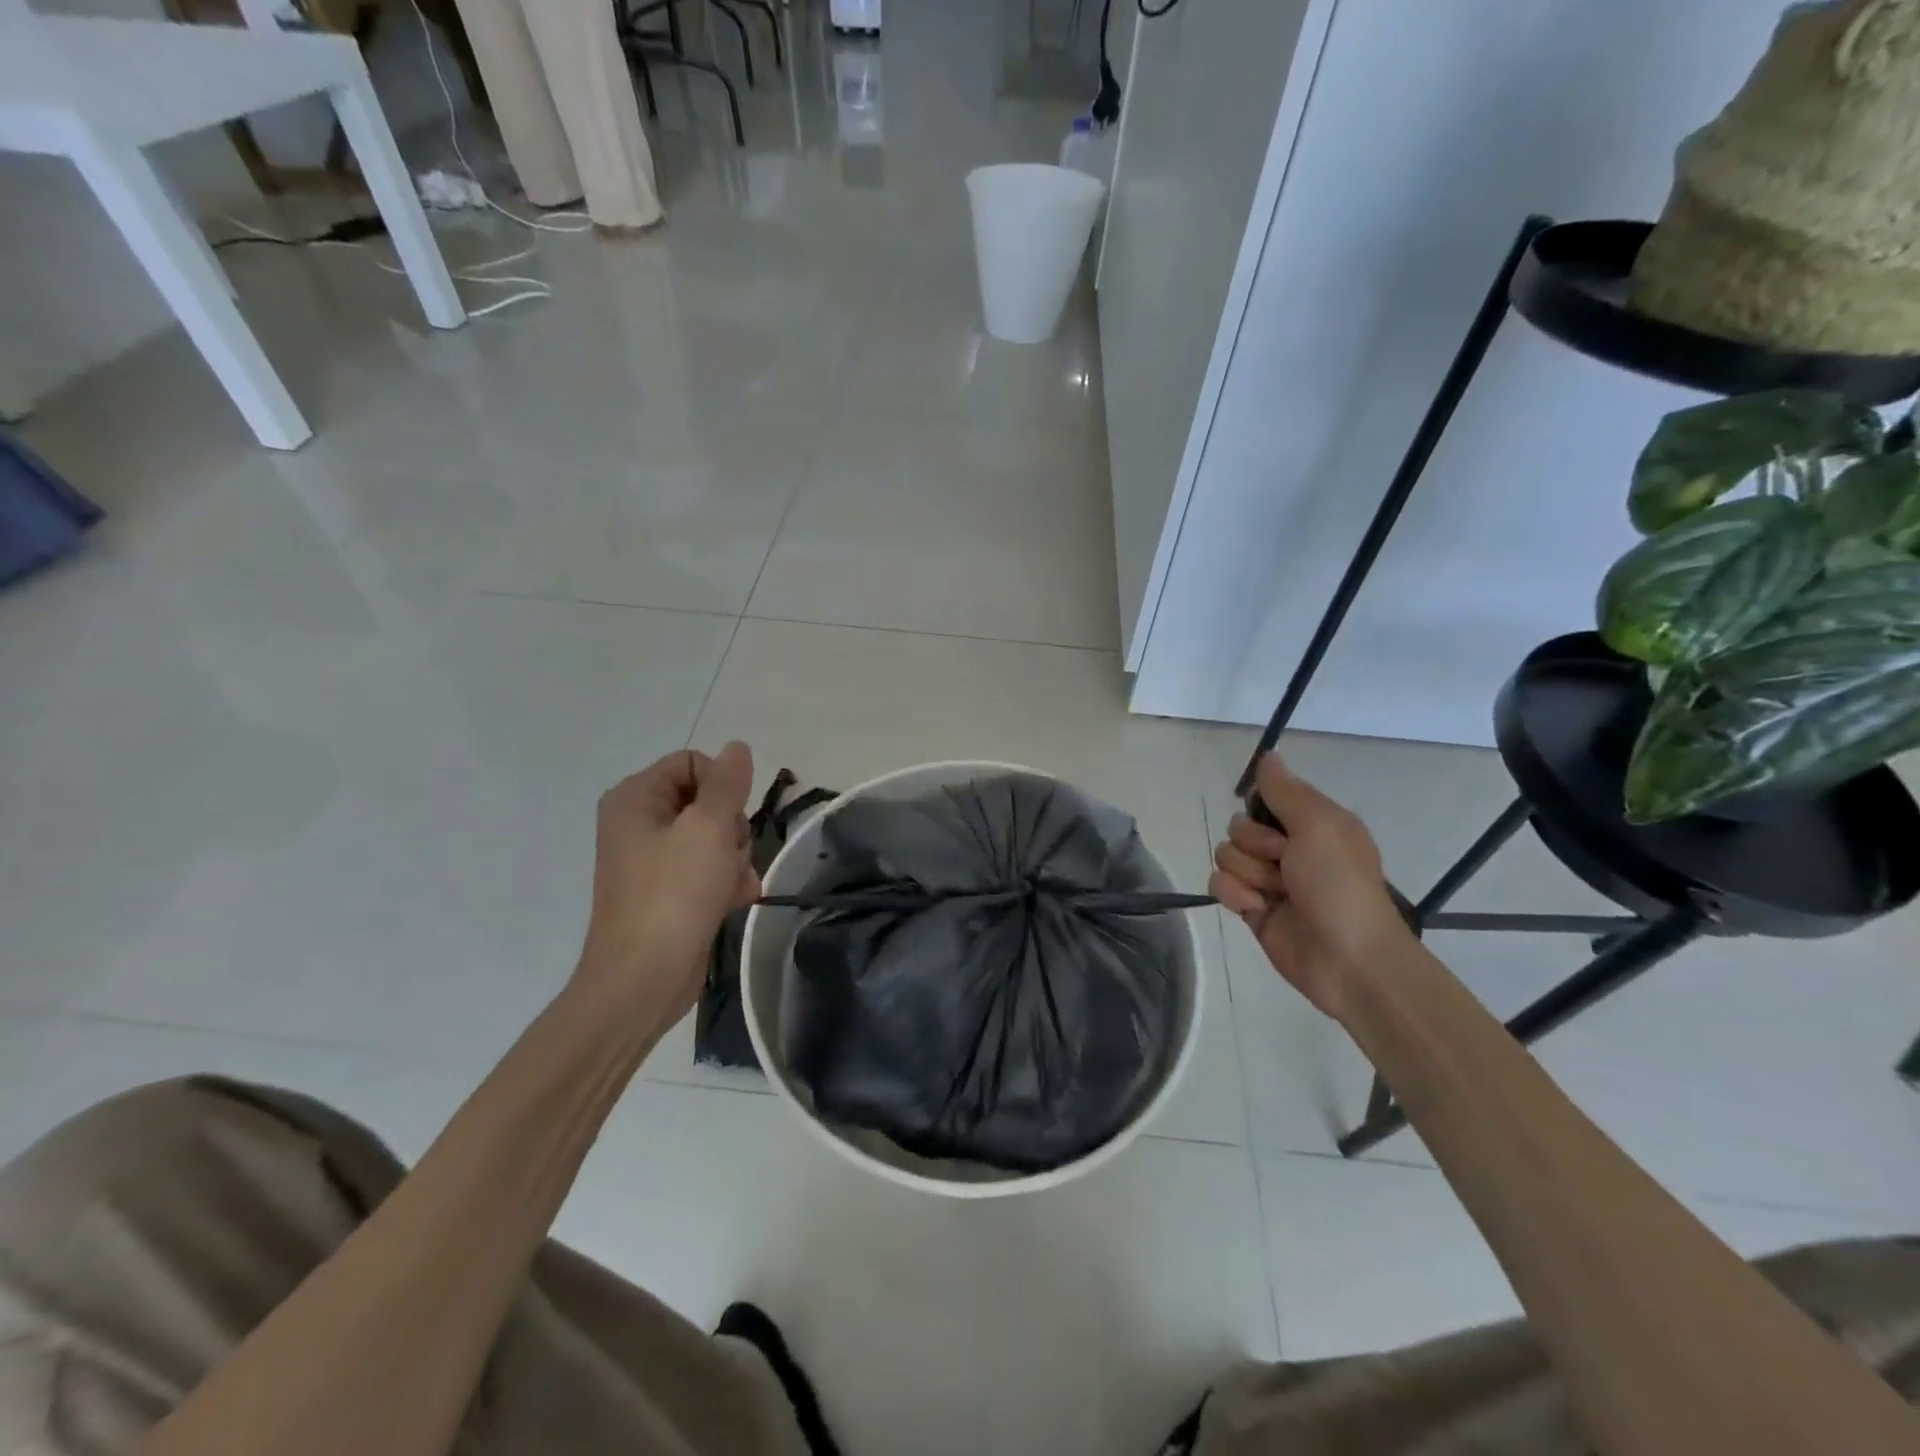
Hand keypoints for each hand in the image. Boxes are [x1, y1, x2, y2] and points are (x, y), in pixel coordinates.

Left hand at [572, 742, 758, 1025]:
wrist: (644, 978)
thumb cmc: (674, 894)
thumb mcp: (708, 828)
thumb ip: (728, 784)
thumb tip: (737, 747)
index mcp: (635, 798)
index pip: (694, 763)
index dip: (722, 786)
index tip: (731, 818)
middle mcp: (639, 822)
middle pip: (708, 800)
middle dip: (732, 828)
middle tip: (729, 855)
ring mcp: (653, 859)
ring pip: (716, 837)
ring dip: (736, 858)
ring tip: (732, 885)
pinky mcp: (669, 891)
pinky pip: (709, 868)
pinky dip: (727, 881)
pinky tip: (735, 900)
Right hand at [1209, 753, 1411, 1018]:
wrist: (1348, 960)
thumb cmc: (1339, 886)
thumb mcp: (1320, 825)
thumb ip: (1286, 791)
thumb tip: (1268, 756)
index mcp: (1312, 824)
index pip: (1264, 798)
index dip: (1263, 811)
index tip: (1280, 825)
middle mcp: (1288, 848)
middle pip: (1238, 827)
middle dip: (1255, 846)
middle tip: (1286, 865)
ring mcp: (1268, 879)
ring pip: (1225, 856)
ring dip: (1248, 874)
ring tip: (1277, 894)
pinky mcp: (1251, 908)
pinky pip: (1219, 885)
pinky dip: (1236, 896)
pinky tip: (1257, 909)